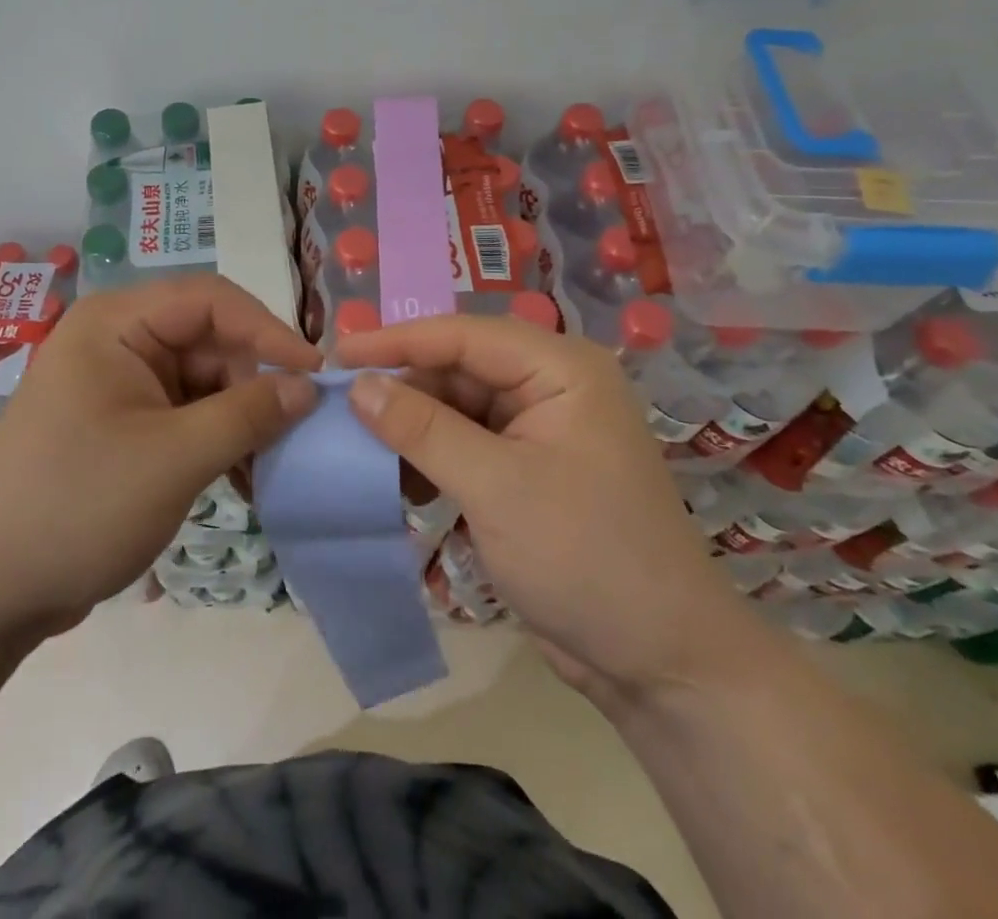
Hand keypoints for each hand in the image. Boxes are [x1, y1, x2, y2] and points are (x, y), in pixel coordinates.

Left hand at [0, 274, 320, 634]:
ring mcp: (119, 385)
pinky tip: (244, 479)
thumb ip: (249, 414)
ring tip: (272, 465)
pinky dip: (217, 440)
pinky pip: (186, 414)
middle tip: (297, 431)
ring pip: (203, 381)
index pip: (211, 300)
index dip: (269, 330)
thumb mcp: (175, 458)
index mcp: (118, 323)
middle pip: (209, 340)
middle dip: (256, 383)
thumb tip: (309, 386)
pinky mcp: (122, 425)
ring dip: (241, 418)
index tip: (316, 374)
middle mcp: (118, 341)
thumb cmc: (77, 505)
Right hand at [335, 314, 751, 699]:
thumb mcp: (495, 486)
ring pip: (456, 407)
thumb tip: (358, 387)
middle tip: (340, 407)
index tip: (336, 355)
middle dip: (403, 388)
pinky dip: (431, 457)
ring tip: (360, 446)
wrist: (661, 663)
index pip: (462, 335)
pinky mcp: (527, 470)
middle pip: (457, 368)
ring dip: (412, 427)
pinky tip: (399, 480)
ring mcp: (539, 429)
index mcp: (560, 368)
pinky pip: (466, 444)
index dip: (396, 341)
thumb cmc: (585, 556)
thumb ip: (422, 429)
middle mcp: (551, 386)